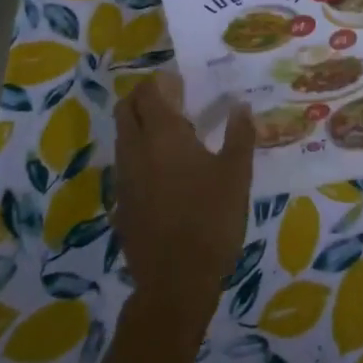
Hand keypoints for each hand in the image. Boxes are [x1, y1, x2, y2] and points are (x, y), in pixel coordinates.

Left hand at [113, 73, 255, 315]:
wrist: (175, 282)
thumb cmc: (211, 219)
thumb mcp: (237, 175)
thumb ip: (239, 135)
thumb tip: (241, 106)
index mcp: (162, 135)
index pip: (149, 92)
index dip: (161, 81)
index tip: (182, 82)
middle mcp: (135, 150)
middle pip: (126, 109)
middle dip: (144, 97)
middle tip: (174, 101)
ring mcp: (123, 179)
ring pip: (122, 138)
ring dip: (140, 126)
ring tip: (174, 136)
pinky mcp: (120, 204)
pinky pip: (125, 166)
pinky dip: (140, 156)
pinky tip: (166, 173)